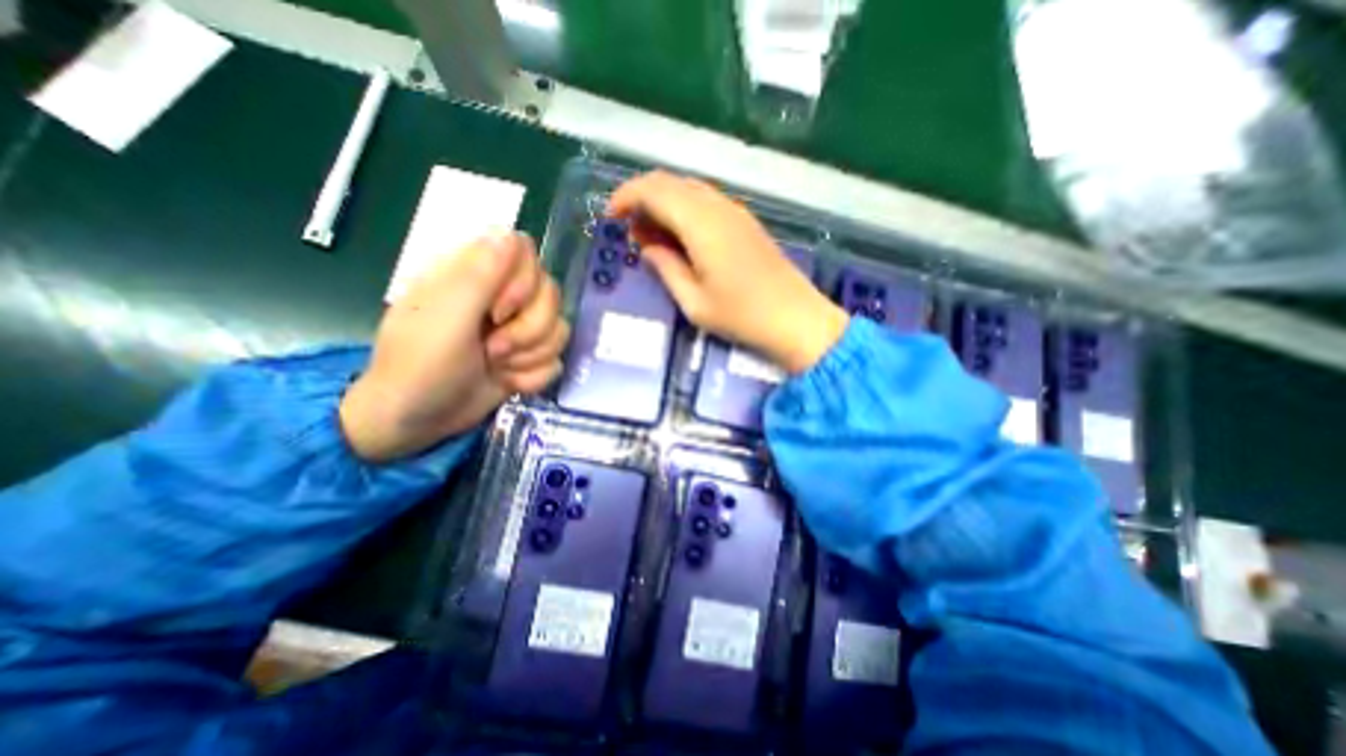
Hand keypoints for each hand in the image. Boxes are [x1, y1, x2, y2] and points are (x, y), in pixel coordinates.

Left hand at [342, 233, 565, 462]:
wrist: (418, 420)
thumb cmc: (420, 364)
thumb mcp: (446, 317)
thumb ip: (479, 274)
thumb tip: (511, 232)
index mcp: (474, 274)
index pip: (524, 251)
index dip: (523, 280)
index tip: (499, 310)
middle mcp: (502, 296)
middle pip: (551, 293)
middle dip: (529, 328)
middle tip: (493, 347)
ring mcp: (519, 328)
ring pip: (559, 328)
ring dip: (530, 355)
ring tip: (496, 366)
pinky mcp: (529, 356)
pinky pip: (556, 358)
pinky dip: (533, 376)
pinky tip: (509, 382)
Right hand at [608, 167, 843, 371]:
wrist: (796, 319)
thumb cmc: (742, 316)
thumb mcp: (694, 302)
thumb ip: (666, 269)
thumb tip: (647, 247)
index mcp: (701, 224)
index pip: (654, 191)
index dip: (626, 197)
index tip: (610, 217)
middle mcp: (718, 207)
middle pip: (671, 183)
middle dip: (642, 198)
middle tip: (629, 230)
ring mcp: (735, 212)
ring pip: (689, 190)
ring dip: (664, 204)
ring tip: (651, 236)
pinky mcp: (746, 222)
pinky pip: (706, 202)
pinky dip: (684, 211)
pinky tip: (680, 237)